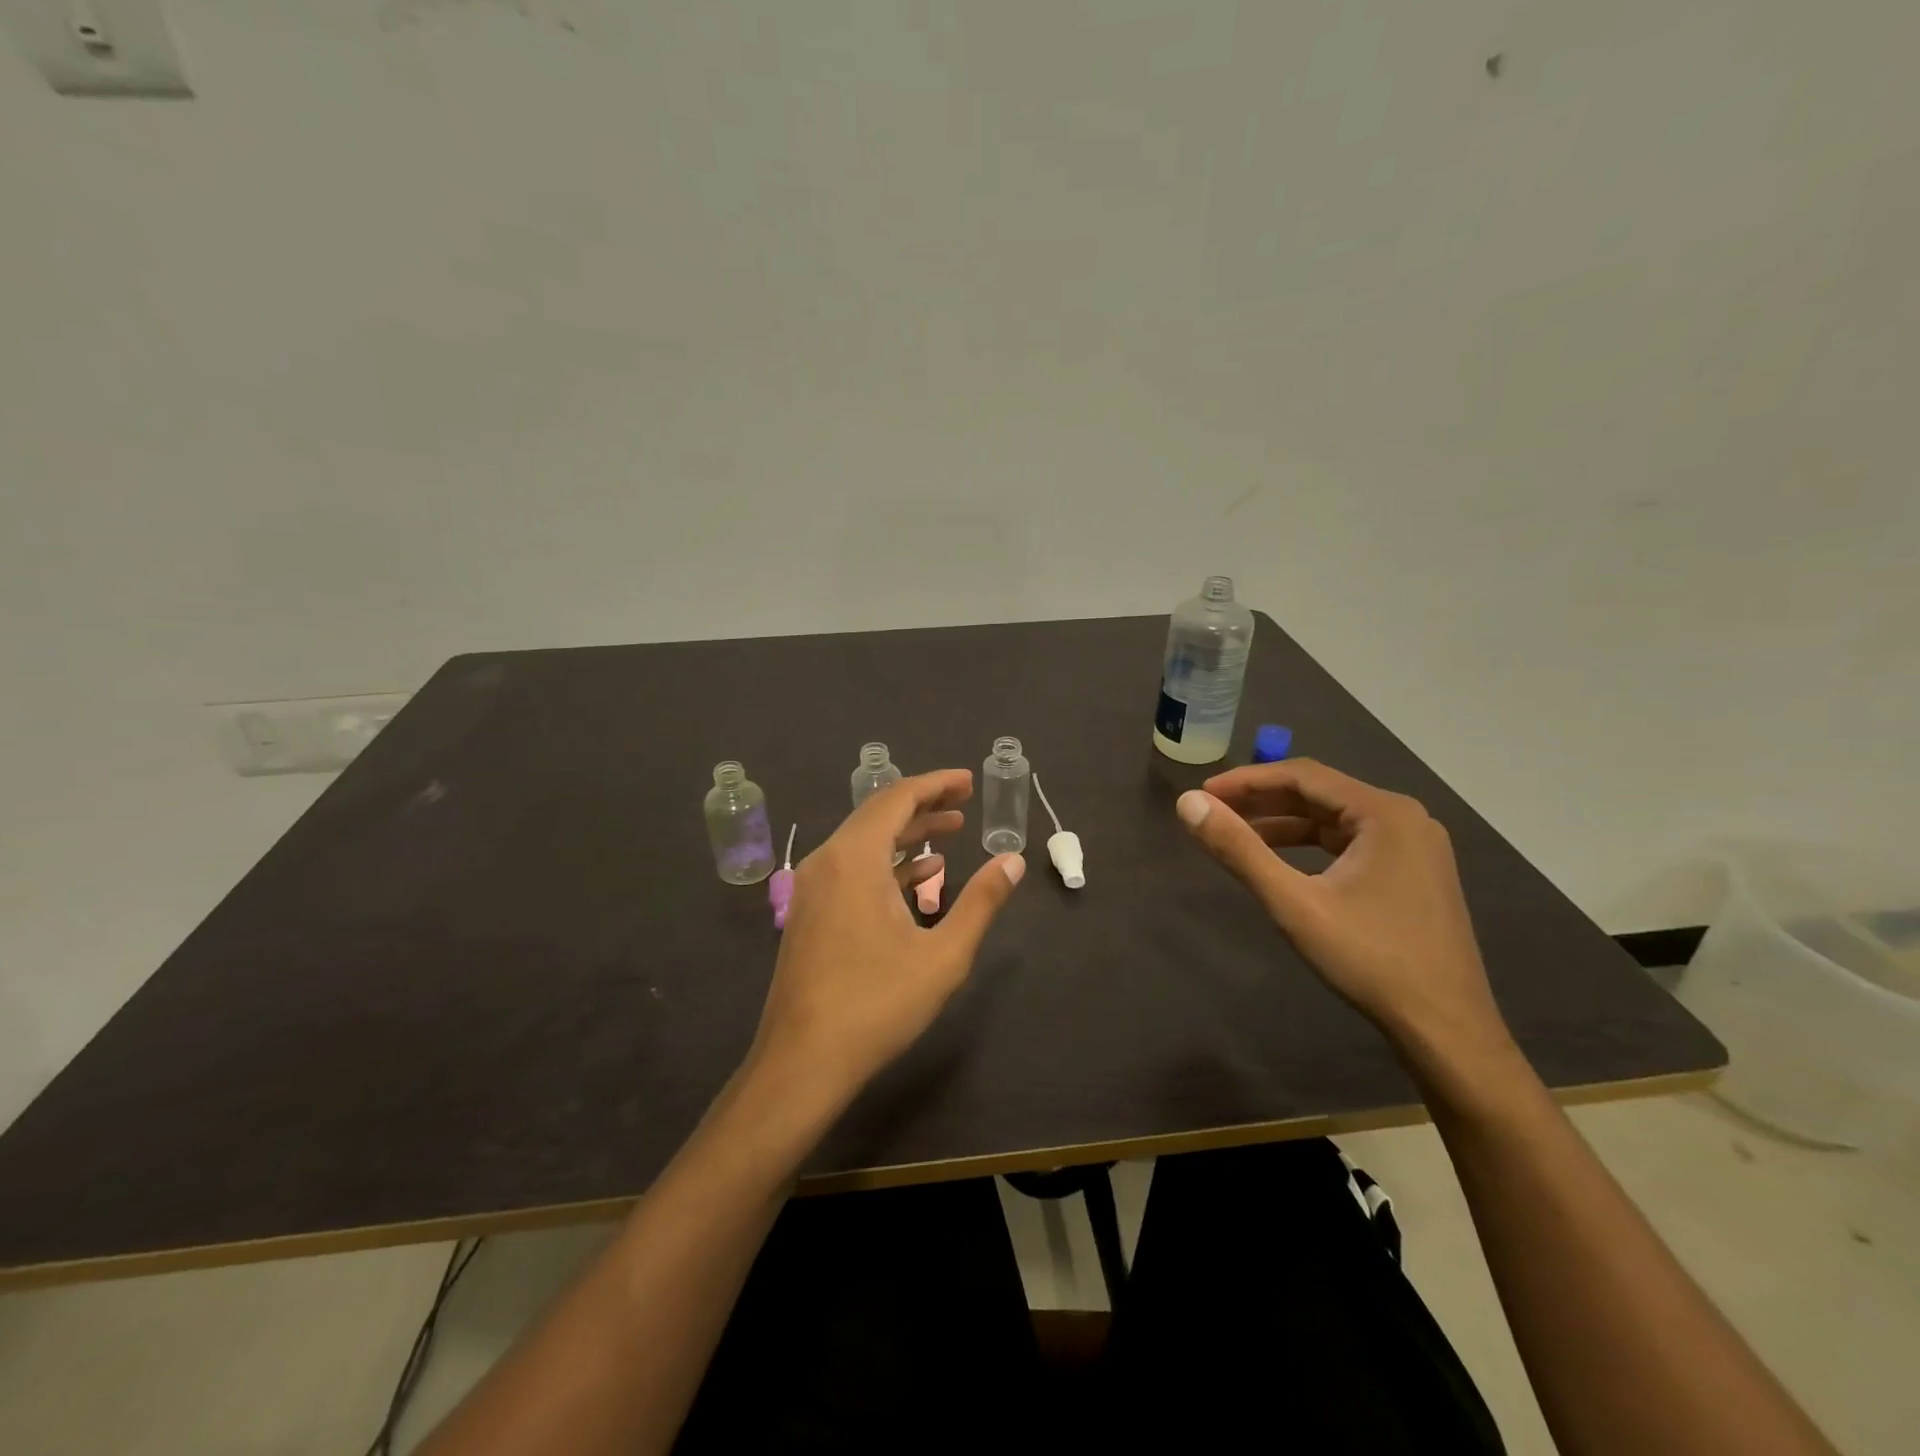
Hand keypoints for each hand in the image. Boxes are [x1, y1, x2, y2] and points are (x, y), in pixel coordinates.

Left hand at [744, 769, 1024, 1113]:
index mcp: (854, 858)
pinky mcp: (811, 913)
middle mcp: (827, 861)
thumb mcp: (942, 955)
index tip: (969, 781)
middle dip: (924, 805)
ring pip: (864, 843)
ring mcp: (813, 888)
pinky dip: (887, 864)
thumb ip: (980, 902)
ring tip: (951, 833)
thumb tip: (1011, 861)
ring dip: (907, 835)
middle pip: (878, 814)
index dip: (936, 784)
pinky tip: (920, 878)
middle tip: (965, 802)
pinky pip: (852, 869)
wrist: (802, 1063)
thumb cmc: (876, 1005)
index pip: (897, 798)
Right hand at [1175, 760, 1510, 1058]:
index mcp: (1385, 812)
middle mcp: (1405, 818)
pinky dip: (1310, 845)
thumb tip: (1187, 804)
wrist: (1446, 1029)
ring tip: (1237, 833)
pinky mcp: (1414, 872)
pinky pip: (1351, 843)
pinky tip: (1281, 860)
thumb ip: (1238, 849)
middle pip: (1320, 793)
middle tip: (1213, 811)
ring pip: (1334, 819)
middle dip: (1263, 800)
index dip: (1247, 780)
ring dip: (1284, 823)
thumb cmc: (1369, 959)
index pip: (1303, 775)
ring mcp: (1415, 846)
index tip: (1203, 794)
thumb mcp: (1293, 903)